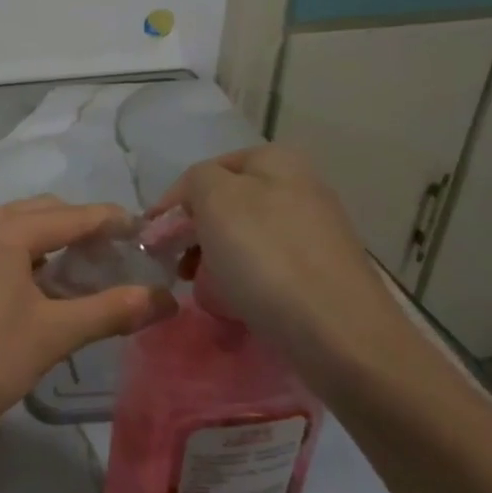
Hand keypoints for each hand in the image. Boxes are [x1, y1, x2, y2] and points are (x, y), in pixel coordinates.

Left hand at [0, 197, 173, 461]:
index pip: (78, 215)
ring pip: (18, 232)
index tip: (150, 243)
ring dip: (54, 247)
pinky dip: (25, 260)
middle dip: (85, 233)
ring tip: (83, 282)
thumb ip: (113, 311)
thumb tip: (168, 300)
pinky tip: (38, 294)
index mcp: (7, 229)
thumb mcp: (53, 335)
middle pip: (46, 214)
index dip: (118, 224)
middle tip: (119, 266)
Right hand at [155, 146, 414, 387]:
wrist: (337, 332)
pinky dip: (244, 282)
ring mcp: (314, 230)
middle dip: (195, 234)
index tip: (153, 239)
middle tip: (176, 267)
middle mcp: (300, 186)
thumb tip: (193, 198)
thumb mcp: (216, 199)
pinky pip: (266, 268)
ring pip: (243, 239)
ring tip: (203, 289)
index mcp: (277, 160)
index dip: (174, 202)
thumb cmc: (266, 257)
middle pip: (225, 205)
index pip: (206, 171)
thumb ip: (195, 181)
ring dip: (215, 261)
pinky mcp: (320, 271)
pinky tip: (236, 303)